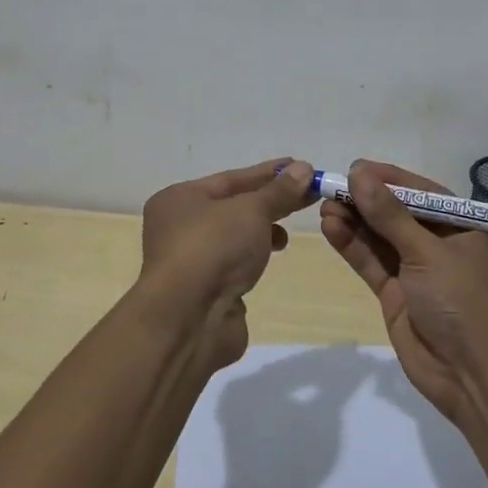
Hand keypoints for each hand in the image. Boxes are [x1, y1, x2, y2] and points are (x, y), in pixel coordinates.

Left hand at [138, 158, 314, 369]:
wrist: (188, 320)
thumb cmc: (213, 248)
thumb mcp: (252, 210)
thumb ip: (279, 191)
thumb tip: (304, 169)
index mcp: (179, 199)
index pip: (231, 178)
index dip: (268, 172)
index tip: (301, 167)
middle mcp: (179, 227)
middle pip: (233, 205)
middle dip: (270, 199)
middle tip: (308, 192)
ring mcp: (191, 261)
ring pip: (234, 235)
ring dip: (264, 227)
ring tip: (292, 225)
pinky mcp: (205, 290)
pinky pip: (235, 261)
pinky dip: (255, 253)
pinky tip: (275, 251)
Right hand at [319, 160, 487, 424]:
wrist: (478, 381)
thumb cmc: (466, 303)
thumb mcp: (429, 253)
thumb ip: (390, 215)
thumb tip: (358, 173)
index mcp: (464, 225)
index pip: (421, 192)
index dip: (387, 178)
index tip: (354, 168)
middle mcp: (441, 244)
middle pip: (397, 213)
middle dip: (365, 200)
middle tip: (330, 187)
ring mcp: (418, 271)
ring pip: (380, 238)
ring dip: (354, 221)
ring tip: (323, 205)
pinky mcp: (397, 295)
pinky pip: (372, 263)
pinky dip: (352, 246)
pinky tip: (331, 228)